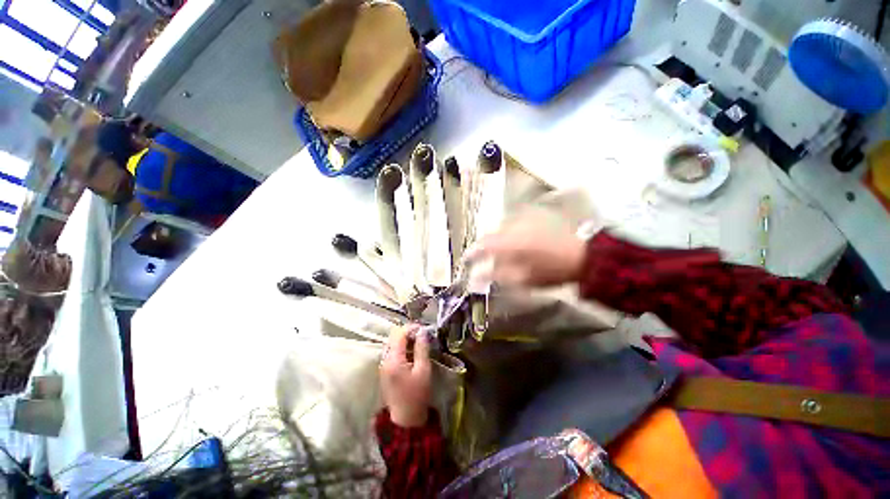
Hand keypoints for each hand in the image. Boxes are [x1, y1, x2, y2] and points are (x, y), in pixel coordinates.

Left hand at [380, 325, 431, 427]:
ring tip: (418, 342)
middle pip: (393, 337)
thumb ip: (421, 349)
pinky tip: (412, 352)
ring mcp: (383, 365)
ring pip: (392, 344)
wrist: (406, 418)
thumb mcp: (423, 370)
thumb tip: (422, 331)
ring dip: (404, 340)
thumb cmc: (417, 394)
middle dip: (407, 333)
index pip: (399, 334)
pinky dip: (401, 348)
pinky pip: (392, 352)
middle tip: (422, 335)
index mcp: (393, 360)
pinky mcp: (385, 370)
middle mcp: (385, 360)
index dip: (411, 328)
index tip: (423, 328)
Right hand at [464, 211, 587, 287]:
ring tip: (498, 250)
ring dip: (496, 239)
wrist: (583, 256)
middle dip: (484, 245)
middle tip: (482, 257)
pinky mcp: (534, 217)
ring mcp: (524, 219)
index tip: (466, 259)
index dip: (472, 252)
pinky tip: (514, 241)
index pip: (483, 245)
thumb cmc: (551, 271)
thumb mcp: (522, 279)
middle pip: (490, 234)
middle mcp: (514, 226)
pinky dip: (508, 232)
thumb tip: (478, 275)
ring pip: (501, 228)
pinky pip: (513, 223)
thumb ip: (497, 275)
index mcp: (510, 242)